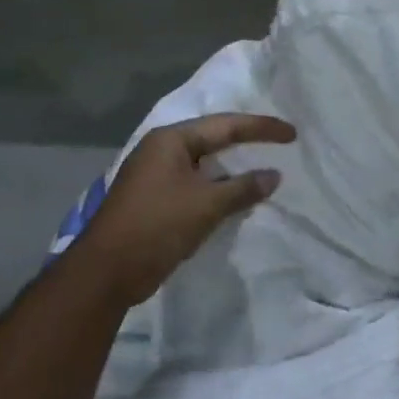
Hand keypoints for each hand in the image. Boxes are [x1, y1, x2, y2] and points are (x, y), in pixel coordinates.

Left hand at [75, 113, 295, 309]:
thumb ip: (243, 188)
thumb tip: (274, 175)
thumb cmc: (157, 226)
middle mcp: (160, 149)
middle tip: (279, 142)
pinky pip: (194, 182)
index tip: (292, 134)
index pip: (226, 125)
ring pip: (203, 162)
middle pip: (212, 138)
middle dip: (246, 140)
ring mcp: (154, 174)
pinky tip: (234, 195)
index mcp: (171, 140)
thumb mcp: (206, 205)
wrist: (105, 273)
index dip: (262, 128)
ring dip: (231, 167)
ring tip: (262, 166)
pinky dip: (217, 186)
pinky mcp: (153, 199)